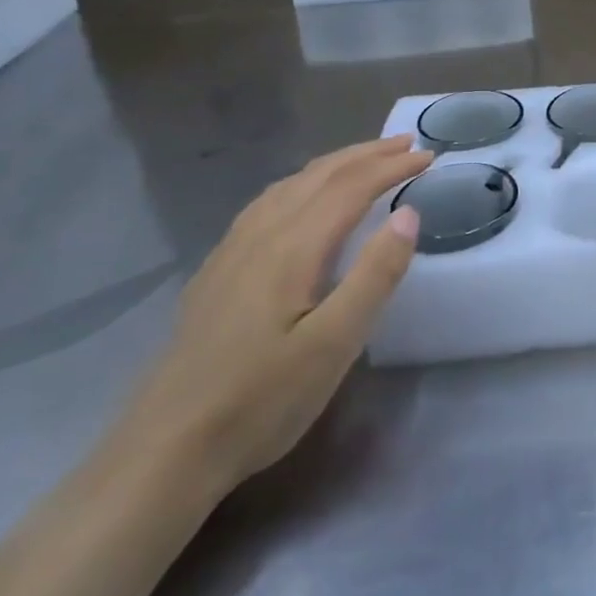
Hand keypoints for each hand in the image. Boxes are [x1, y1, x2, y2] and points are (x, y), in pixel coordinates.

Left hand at [118, 135, 430, 496]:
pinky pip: (267, 204)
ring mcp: (231, 252)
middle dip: (366, 154)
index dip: (392, 166)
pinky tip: (301, 201)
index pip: (350, 187)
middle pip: (318, 176)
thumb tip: (409, 214)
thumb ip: (375, 275)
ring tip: (365, 161)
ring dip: (333, 165)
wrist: (166, 451)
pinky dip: (301, 184)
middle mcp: (259, 236)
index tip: (430, 156)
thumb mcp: (335, 344)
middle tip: (407, 144)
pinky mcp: (216, 273)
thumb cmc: (262, 400)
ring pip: (288, 186)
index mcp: (291, 247)